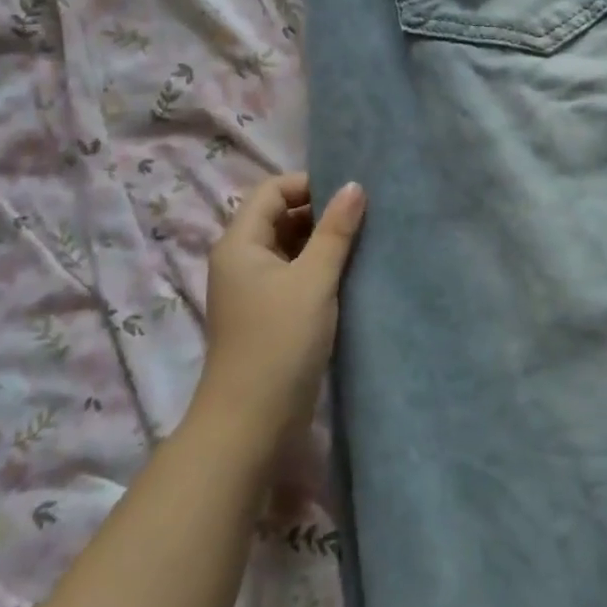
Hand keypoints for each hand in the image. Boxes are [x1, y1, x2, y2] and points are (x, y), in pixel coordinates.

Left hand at [197, 173, 365, 442]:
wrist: (252, 423)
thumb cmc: (280, 341)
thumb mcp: (313, 280)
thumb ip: (336, 231)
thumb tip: (354, 186)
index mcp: (240, 243)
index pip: (272, 190)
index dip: (309, 184)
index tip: (351, 194)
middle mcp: (242, 260)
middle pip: (280, 216)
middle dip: (321, 212)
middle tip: (365, 216)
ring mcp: (254, 289)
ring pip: (290, 247)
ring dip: (323, 242)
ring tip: (365, 241)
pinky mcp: (269, 314)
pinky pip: (295, 274)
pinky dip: (319, 268)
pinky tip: (350, 273)